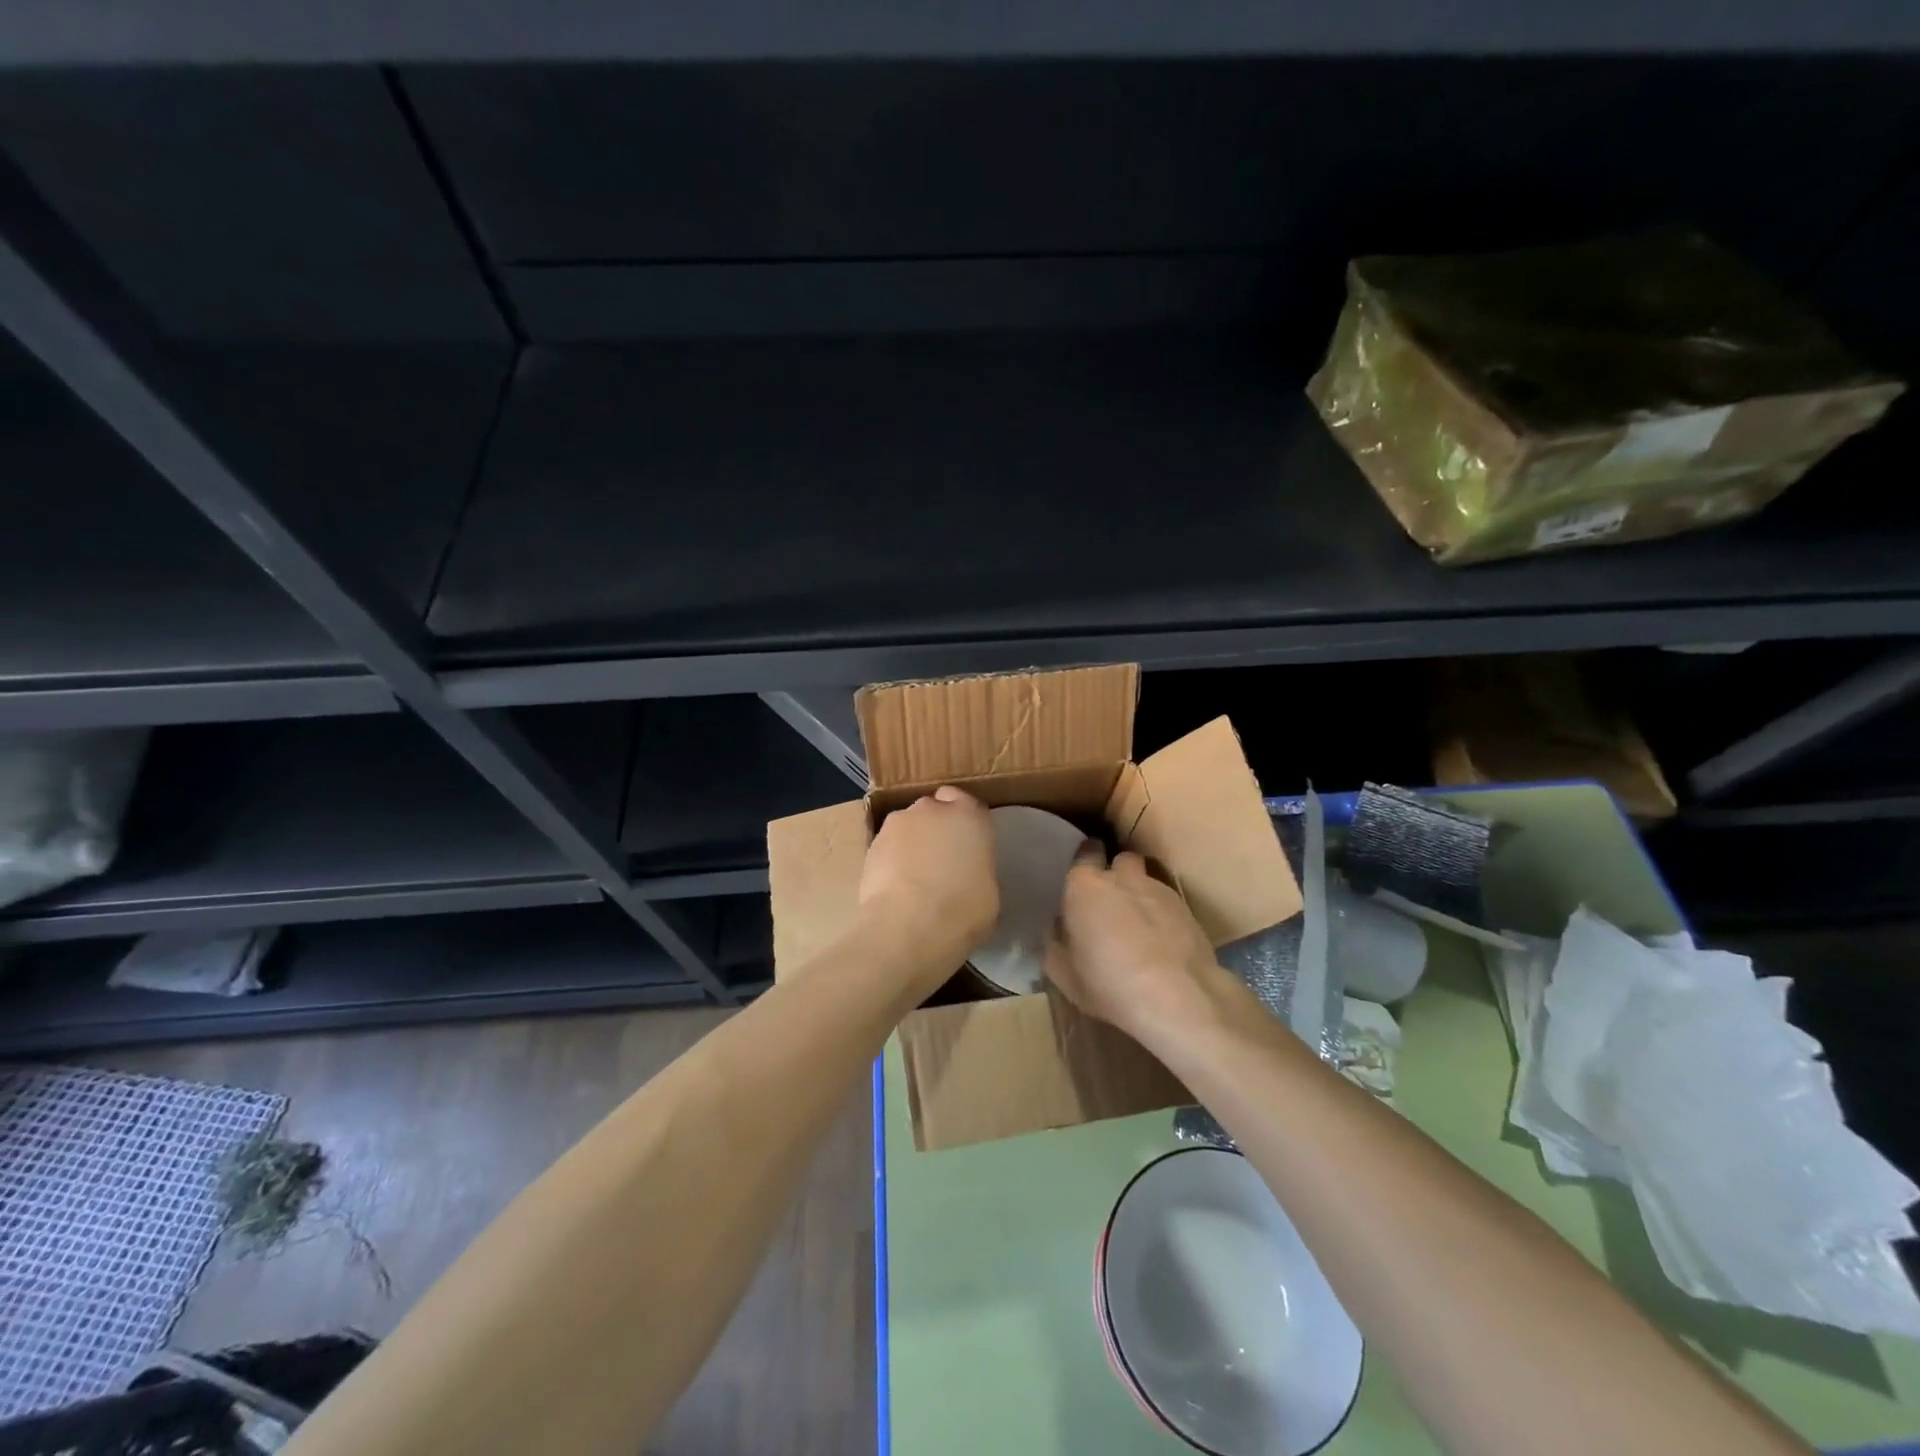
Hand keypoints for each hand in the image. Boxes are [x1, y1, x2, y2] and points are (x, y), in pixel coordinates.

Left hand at [858, 786, 998, 970]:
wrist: (909, 927)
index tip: (964, 843)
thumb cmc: (963, 910)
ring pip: (906, 827)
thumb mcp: (989, 890)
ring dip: (911, 843)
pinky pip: (887, 847)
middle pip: (933, 810)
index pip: (965, 802)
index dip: (962, 821)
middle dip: (935, 828)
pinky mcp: (871, 845)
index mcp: (969, 815)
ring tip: (913, 877)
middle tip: (940, 860)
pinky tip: (895, 887)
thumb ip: (977, 867)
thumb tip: (966, 873)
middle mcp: (931, 809)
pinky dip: (891, 860)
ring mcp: (897, 824)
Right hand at [1044, 847, 1241, 1052]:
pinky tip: (1162, 942)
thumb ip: (1055, 946)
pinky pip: (1168, 903)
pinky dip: (1163, 915)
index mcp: (1085, 887)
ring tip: (1139, 924)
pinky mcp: (1188, 910)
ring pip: (1147, 880)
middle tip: (1110, 900)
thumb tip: (1057, 932)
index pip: (1085, 854)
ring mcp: (1159, 891)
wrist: (1177, 998)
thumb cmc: (1108, 984)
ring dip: (1140, 894)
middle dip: (1116, 872)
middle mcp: (1123, 878)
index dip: (1085, 861)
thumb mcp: (1065, 975)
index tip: (1083, 878)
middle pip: (1120, 859)